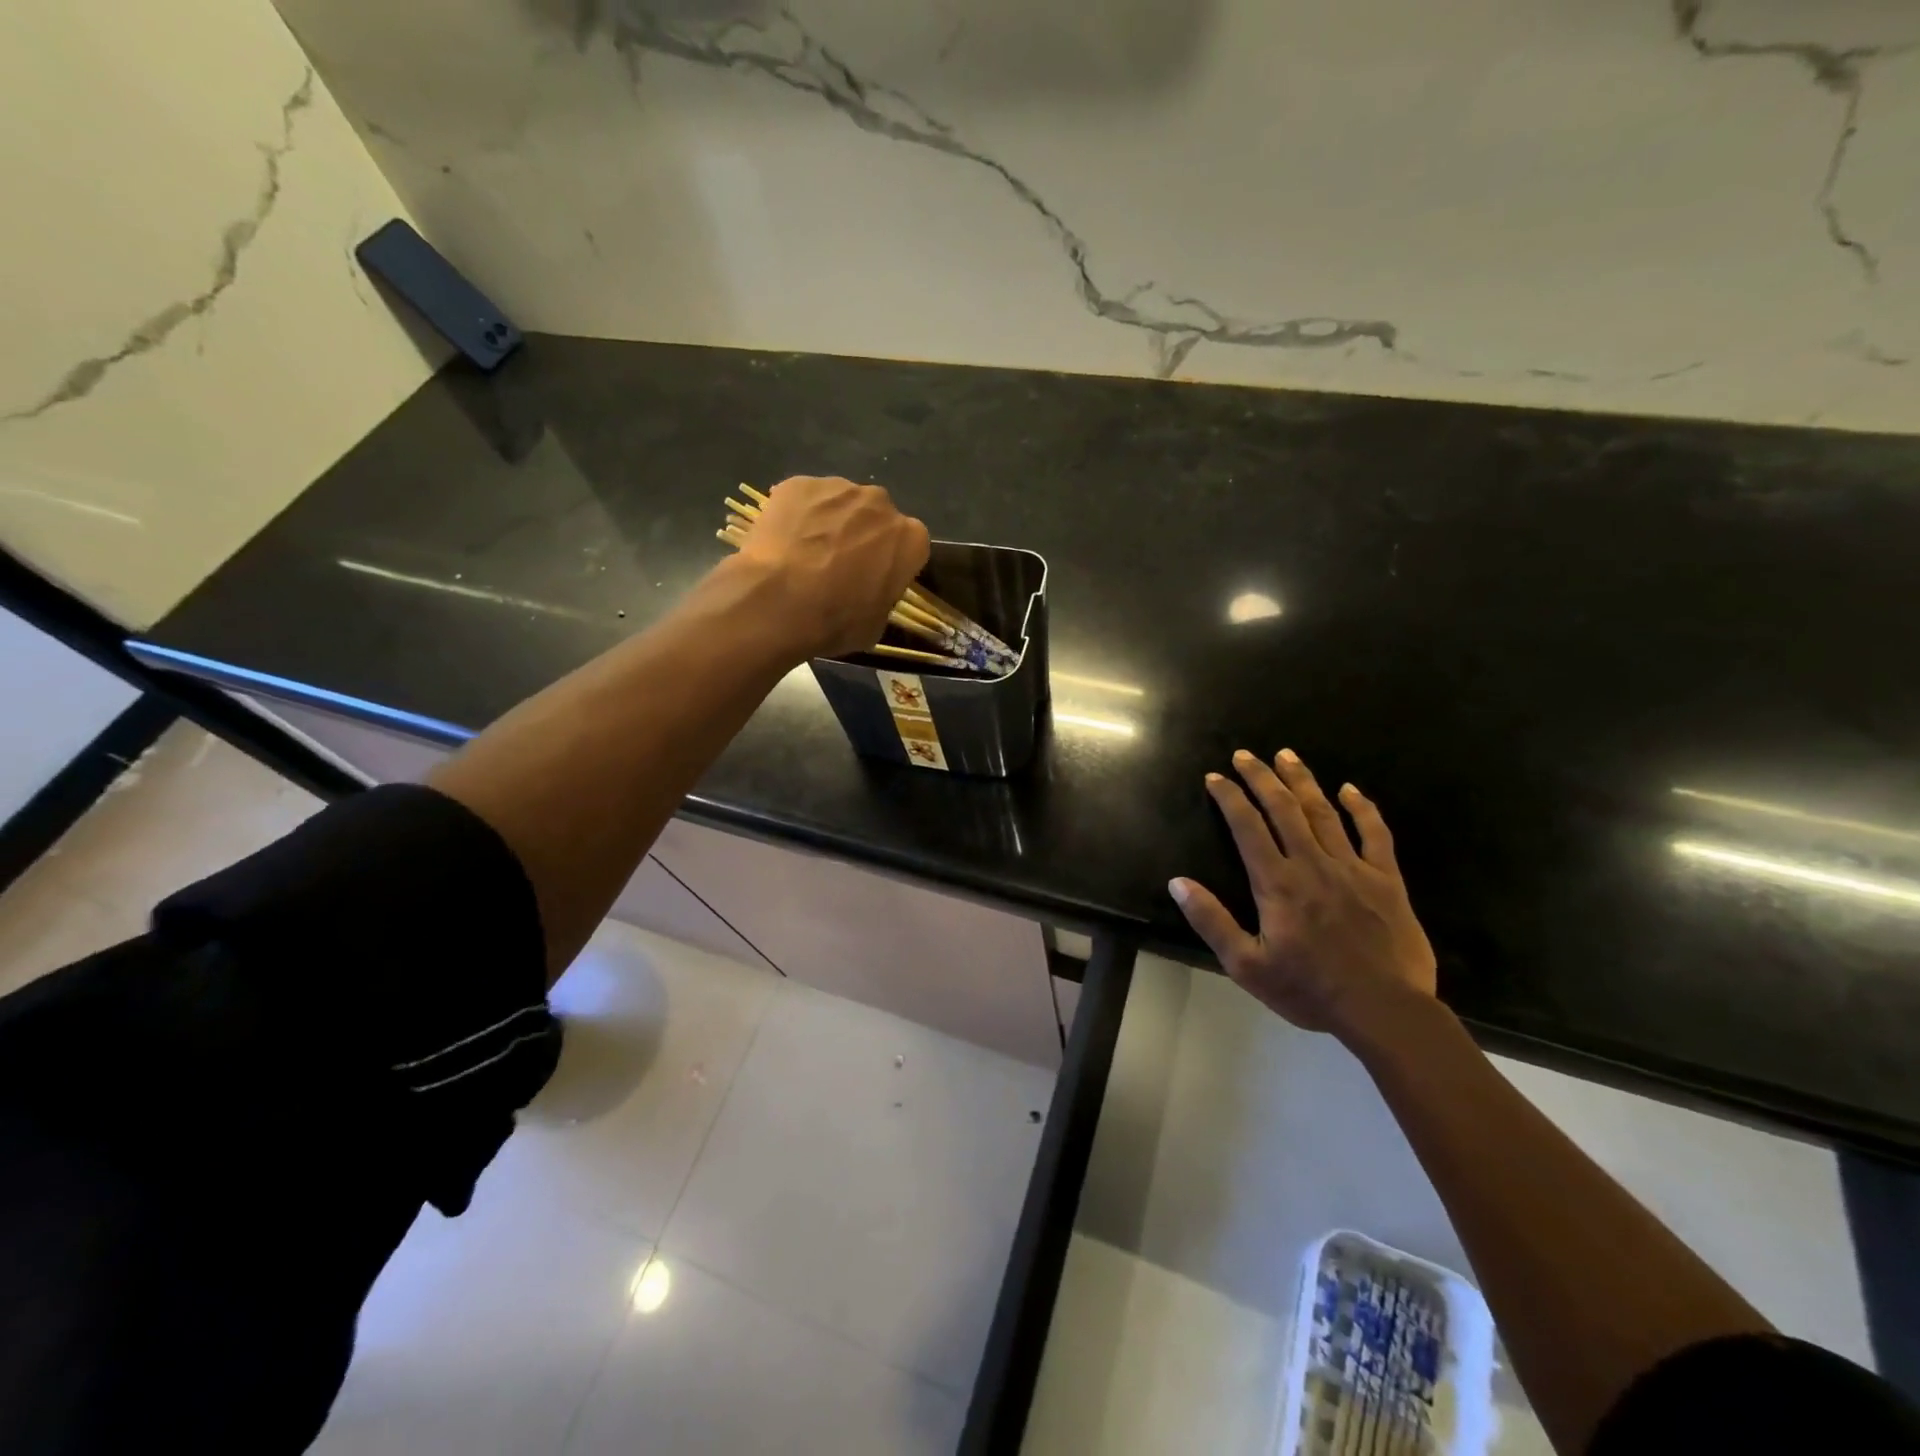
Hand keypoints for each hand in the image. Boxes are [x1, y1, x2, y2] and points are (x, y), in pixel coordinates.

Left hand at [737, 476, 930, 657]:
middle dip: (862, 535)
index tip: (874, 578)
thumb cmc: (836, 621)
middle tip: (838, 566)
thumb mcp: (875, 625)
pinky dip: (798, 515)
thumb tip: (869, 594)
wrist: (779, 603)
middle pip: (876, 517)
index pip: (909, 546)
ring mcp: (838, 488)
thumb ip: (881, 598)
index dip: (890, 562)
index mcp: (910, 539)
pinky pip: (804, 499)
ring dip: (830, 523)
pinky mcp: (799, 484)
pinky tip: (783, 542)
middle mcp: (881, 503)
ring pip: (840, 504)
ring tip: (805, 554)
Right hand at [1169, 749, 1435, 1038]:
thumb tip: (1178, 883)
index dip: (1229, 798)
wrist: (1385, 1011)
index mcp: (1277, 883)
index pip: (1247, 827)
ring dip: (1302, 781)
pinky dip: (1362, 808)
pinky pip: (1374, 834)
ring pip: (1324, 812)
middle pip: (1283, 808)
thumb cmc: (1310, 990)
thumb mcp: (1247, 966)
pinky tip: (1350, 789)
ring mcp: (1353, 868)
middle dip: (1261, 777)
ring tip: (1287, 755)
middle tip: (1245, 755)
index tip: (1215, 777)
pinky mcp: (1386, 880)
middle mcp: (1312, 864)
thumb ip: (1212, 921)